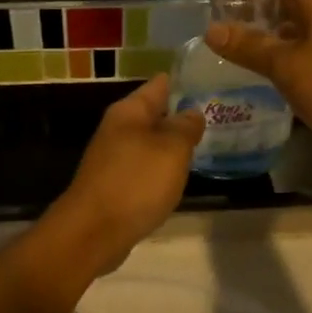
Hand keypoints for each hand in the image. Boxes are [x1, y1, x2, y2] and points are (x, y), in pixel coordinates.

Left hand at [45, 75, 203, 272]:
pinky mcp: (113, 184)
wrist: (93, 232)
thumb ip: (185, 127)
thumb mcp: (172, 149)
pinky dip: (161, 168)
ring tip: (204, 143)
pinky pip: (143, 167)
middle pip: (154, 113)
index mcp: (129, 111)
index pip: (160, 84)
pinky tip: (178, 176)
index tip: (211, 80)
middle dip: (181, 114)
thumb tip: (192, 112)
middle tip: (218, 114)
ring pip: (150, 142)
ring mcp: (113, 158)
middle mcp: (118, 128)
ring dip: (172, 143)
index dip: (184, 80)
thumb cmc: (136, 183)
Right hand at [205, 0, 311, 164]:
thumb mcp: (286, 64)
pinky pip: (297, 47)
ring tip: (222, 36)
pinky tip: (250, 64)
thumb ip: (249, 46)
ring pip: (289, 23)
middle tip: (210, 10)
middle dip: (248, 0)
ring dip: (260, 28)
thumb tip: (211, 30)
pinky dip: (275, 51)